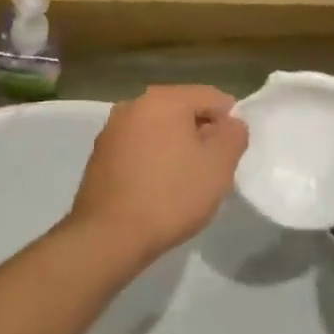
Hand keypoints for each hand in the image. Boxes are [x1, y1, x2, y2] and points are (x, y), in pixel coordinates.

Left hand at [66, 86, 248, 263]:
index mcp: (164, 99)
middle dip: (201, 133)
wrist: (110, 236)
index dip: (230, 122)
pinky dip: (153, 158)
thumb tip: (230, 124)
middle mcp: (134, 104)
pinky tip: (158, 188)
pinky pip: (139, 146)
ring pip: (159, 129)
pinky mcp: (100, 154)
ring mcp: (112, 129)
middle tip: (211, 169)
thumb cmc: (172, 196)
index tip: (231, 154)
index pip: (211, 97)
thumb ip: (233, 135)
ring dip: (177, 146)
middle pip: (182, 110)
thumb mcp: (219, 165)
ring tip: (185, 181)